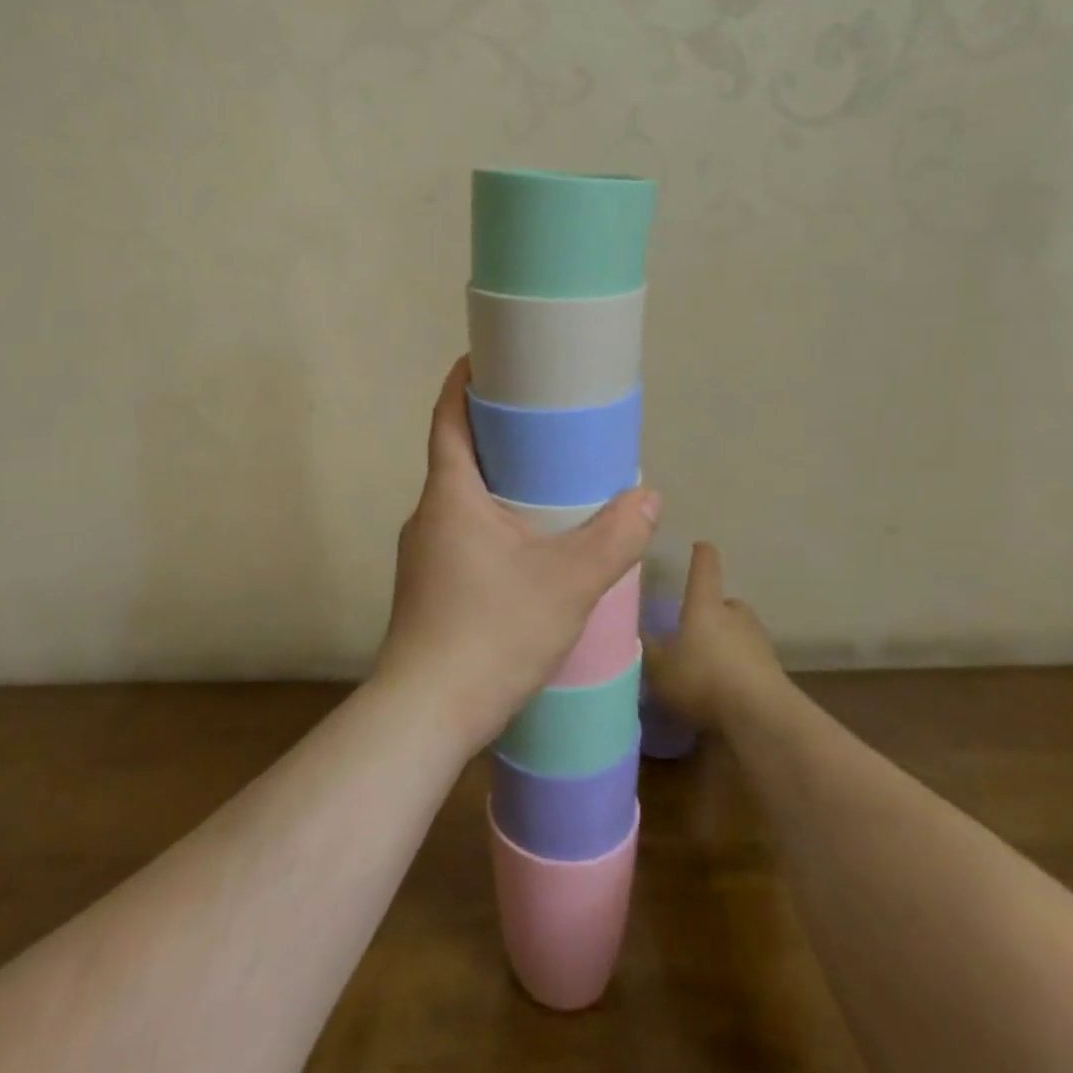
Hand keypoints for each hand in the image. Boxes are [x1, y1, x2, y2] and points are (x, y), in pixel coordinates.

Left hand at [375, 356, 659, 753]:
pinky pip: (461, 533)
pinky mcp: (428, 587)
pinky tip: (526, 546)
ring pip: (461, 500)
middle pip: (456, 455)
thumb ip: (614, 538)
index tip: (488, 358)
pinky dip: (491, 520)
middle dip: (494, 433)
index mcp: (449, 495)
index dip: (464, 382)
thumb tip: (648, 497)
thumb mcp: (567, 583)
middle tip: (543, 422)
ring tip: (545, 482)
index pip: (447, 418)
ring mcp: (423, 554)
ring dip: (495, 482)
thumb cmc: (491, 632)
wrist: (425, 714)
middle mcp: (427, 515)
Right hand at [643, 541, 783, 728]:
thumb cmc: (702, 678)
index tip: (700, 545)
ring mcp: (759, 642)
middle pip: (726, 603)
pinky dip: (739, 670)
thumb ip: (645, 651)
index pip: (704, 568)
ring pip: (740, 633)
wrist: (761, 716)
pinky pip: (750, 663)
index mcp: (705, 604)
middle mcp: (735, 615)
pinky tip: (725, 690)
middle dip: (713, 611)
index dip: (700, 555)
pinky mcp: (774, 672)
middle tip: (695, 628)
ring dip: (727, 642)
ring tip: (709, 663)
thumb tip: (634, 635)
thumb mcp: (658, 668)